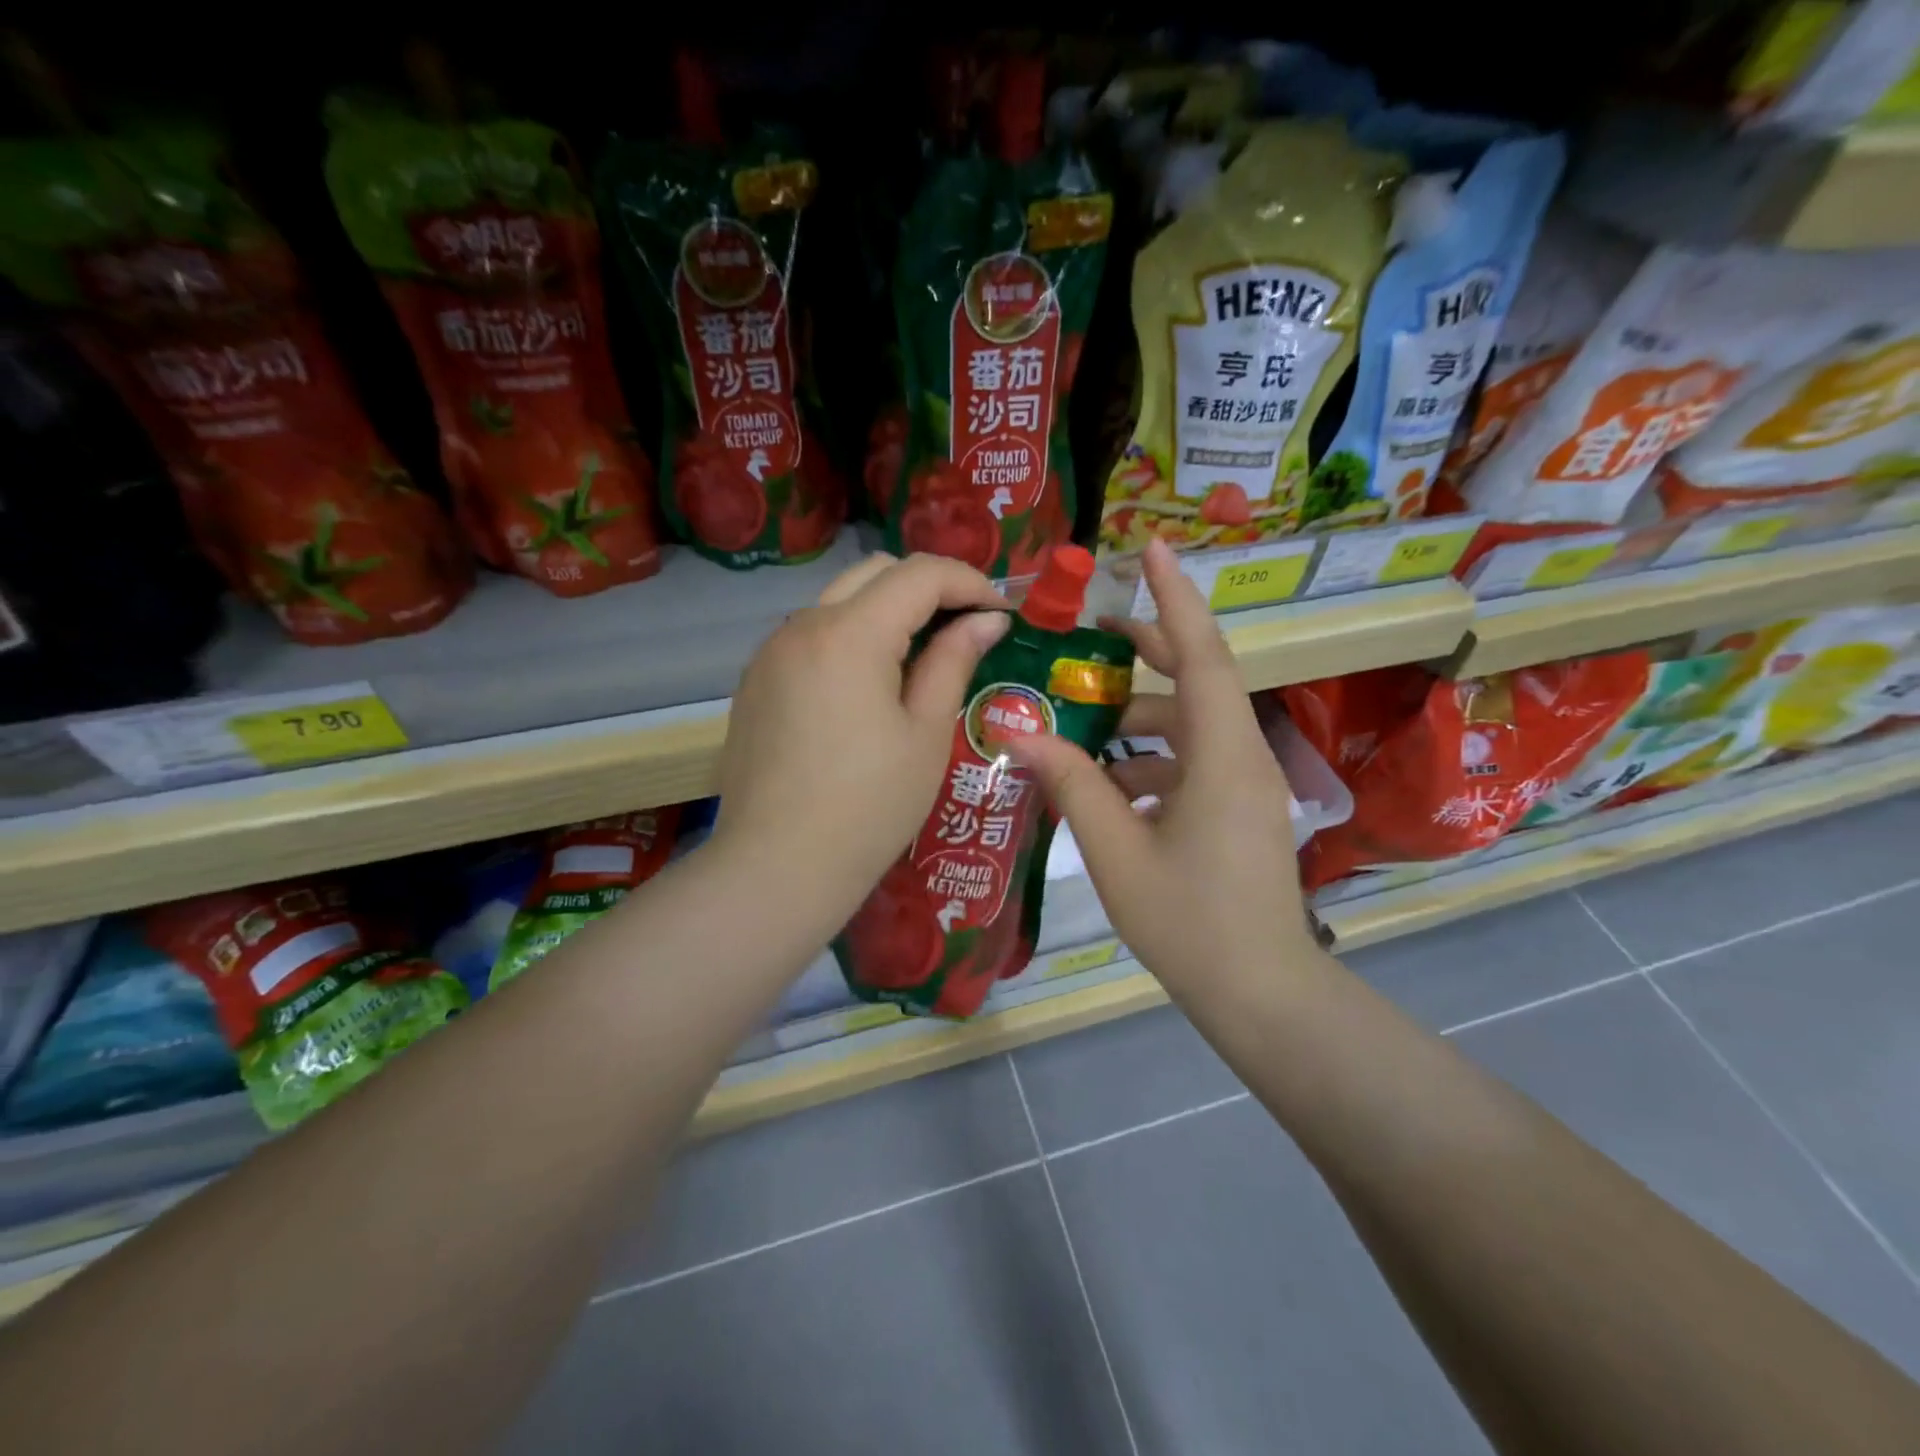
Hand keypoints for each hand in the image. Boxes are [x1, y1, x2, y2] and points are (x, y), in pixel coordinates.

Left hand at [710, 552, 1009, 930]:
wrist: (777, 867)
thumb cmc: (868, 807)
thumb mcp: (926, 734)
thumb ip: (954, 661)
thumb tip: (987, 619)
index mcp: (850, 634)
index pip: (920, 574)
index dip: (970, 582)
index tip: (1001, 614)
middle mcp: (802, 625)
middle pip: (875, 573)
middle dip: (929, 588)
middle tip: (967, 628)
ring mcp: (771, 652)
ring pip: (839, 601)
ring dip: (887, 612)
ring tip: (923, 658)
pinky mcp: (756, 682)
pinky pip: (812, 637)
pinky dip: (851, 638)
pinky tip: (870, 686)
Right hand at [1013, 539, 1318, 1003]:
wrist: (1261, 994)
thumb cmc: (1189, 923)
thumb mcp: (1116, 850)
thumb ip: (1070, 783)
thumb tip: (1018, 732)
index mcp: (1222, 755)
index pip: (1201, 653)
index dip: (1174, 596)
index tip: (1151, 547)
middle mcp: (1242, 756)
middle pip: (1195, 680)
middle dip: (1146, 652)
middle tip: (1090, 637)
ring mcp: (1245, 784)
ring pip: (1189, 726)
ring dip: (1138, 721)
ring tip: (1079, 731)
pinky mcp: (1238, 810)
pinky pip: (1193, 762)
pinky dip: (1150, 762)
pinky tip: (1108, 789)